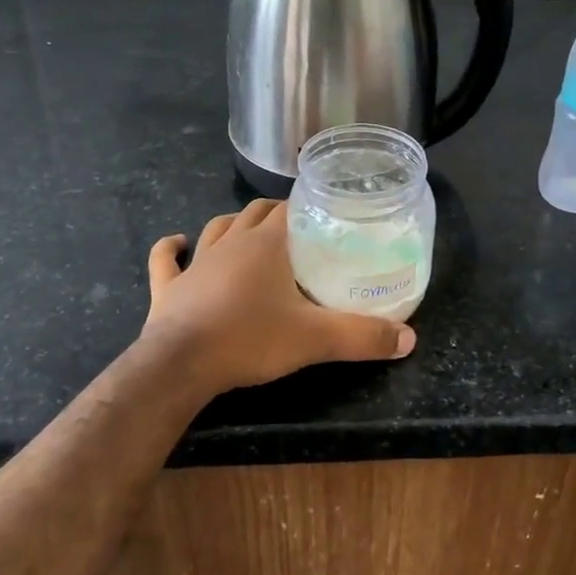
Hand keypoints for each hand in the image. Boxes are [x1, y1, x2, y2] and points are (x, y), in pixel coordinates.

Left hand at [140, 199, 416, 394]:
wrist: (181, 366)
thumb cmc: (250, 339)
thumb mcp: (316, 339)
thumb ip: (363, 337)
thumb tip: (409, 339)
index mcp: (266, 244)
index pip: (289, 209)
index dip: (306, 208)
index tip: (324, 217)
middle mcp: (231, 243)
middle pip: (254, 213)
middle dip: (275, 214)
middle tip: (297, 232)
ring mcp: (196, 263)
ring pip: (216, 228)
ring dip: (232, 225)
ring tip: (249, 232)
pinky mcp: (168, 287)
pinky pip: (166, 260)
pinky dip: (172, 249)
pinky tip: (177, 243)